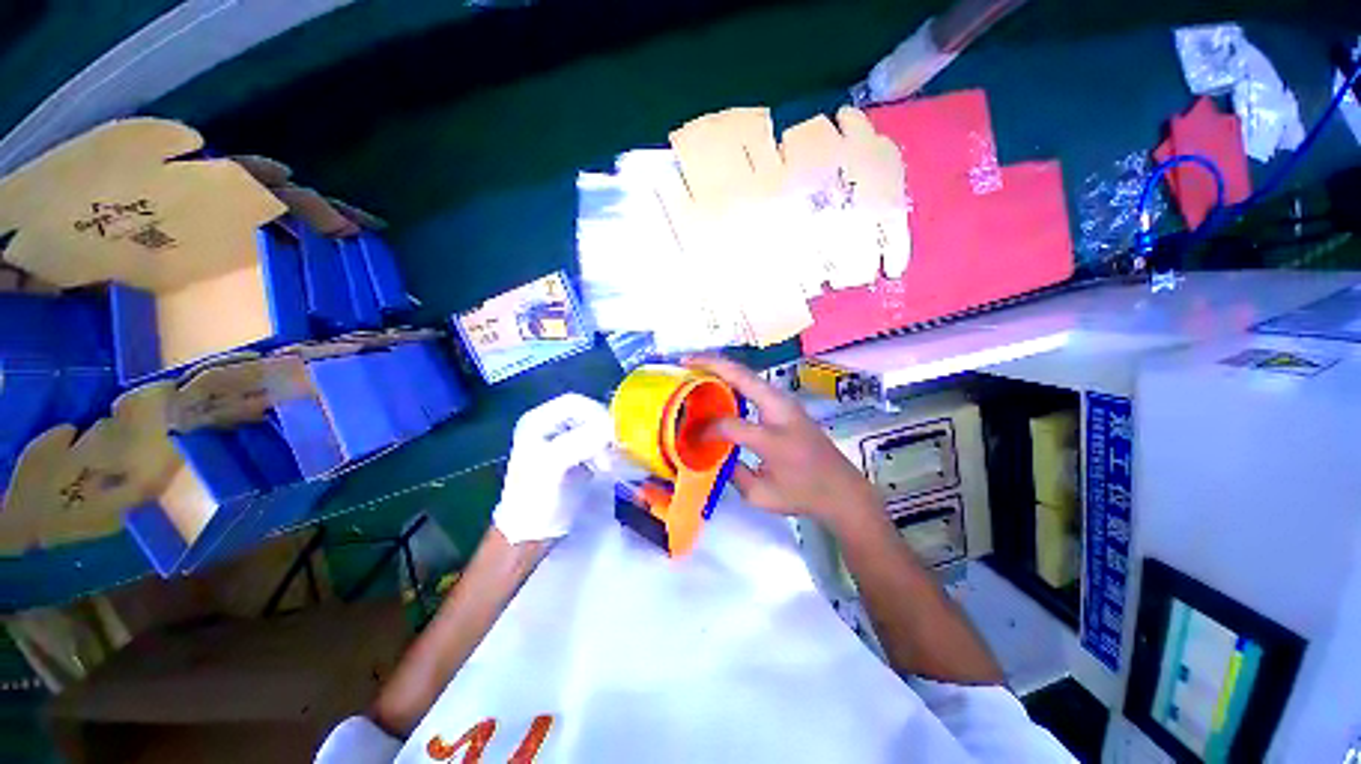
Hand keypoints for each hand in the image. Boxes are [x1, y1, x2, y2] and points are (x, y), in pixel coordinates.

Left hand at [493, 394, 612, 544]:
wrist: (526, 536)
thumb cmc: (533, 498)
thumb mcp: (551, 465)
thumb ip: (579, 440)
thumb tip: (611, 426)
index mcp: (537, 421)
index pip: (574, 402)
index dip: (595, 412)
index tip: (611, 432)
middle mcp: (547, 426)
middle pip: (585, 414)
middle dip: (601, 429)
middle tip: (613, 448)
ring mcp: (559, 441)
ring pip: (592, 429)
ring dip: (604, 443)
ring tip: (607, 464)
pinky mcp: (570, 457)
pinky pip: (593, 444)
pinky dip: (603, 452)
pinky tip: (604, 468)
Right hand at [686, 356, 878, 527]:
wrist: (843, 490)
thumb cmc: (804, 495)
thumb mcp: (762, 496)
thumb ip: (733, 473)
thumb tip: (713, 453)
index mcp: (773, 438)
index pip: (730, 424)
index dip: (707, 428)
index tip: (693, 436)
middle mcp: (780, 410)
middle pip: (742, 376)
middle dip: (711, 364)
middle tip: (684, 361)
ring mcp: (786, 402)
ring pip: (749, 375)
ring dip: (722, 366)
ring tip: (697, 365)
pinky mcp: (786, 403)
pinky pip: (755, 383)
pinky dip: (734, 377)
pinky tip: (719, 380)